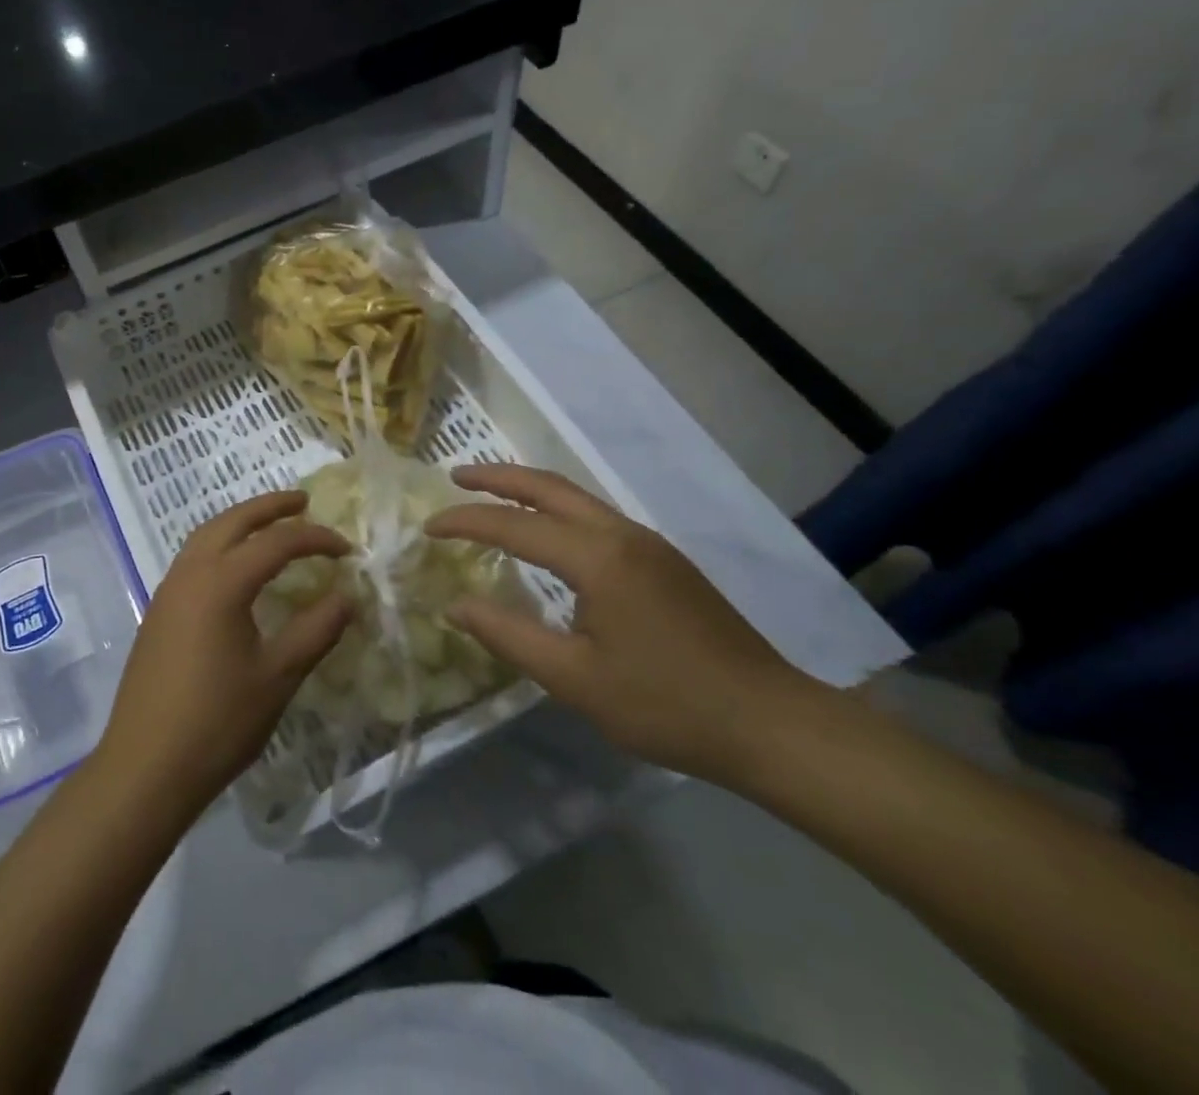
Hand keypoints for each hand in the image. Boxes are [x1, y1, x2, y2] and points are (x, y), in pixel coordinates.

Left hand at [97, 491, 352, 819]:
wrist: (145, 766)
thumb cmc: (218, 721)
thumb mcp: (279, 676)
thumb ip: (316, 630)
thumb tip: (348, 596)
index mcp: (221, 581)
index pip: (277, 542)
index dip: (316, 539)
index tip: (347, 550)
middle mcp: (190, 572)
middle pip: (233, 520)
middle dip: (270, 507)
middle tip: (303, 502)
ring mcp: (168, 590)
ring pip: (207, 534)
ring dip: (240, 521)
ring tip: (271, 526)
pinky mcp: (158, 611)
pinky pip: (193, 557)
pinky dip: (221, 544)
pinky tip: (236, 569)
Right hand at [424, 464, 827, 787]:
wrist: (770, 722)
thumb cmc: (666, 704)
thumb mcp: (575, 679)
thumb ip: (508, 636)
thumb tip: (455, 606)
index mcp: (597, 558)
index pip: (514, 524)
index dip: (465, 522)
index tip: (427, 528)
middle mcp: (621, 534)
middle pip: (548, 486)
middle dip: (496, 477)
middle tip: (454, 477)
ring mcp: (647, 543)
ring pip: (575, 497)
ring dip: (527, 489)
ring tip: (489, 496)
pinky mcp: (662, 559)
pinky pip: (594, 517)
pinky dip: (555, 510)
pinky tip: (545, 534)